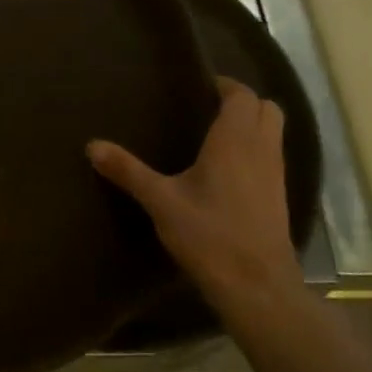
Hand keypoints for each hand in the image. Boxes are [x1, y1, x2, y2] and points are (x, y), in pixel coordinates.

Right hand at [88, 78, 297, 311]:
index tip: (199, 85)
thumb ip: (128, 171)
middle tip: (208, 107)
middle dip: (243, 101)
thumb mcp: (161, 202)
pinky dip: (255, 149)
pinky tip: (226, 170)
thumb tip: (92, 145)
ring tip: (214, 134)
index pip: (242, 95)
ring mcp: (276, 174)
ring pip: (273, 133)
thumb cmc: (209, 235)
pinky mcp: (279, 197)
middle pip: (267, 108)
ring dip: (252, 125)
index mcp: (235, 140)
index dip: (225, 85)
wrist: (257, 286)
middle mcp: (262, 149)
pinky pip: (272, 156)